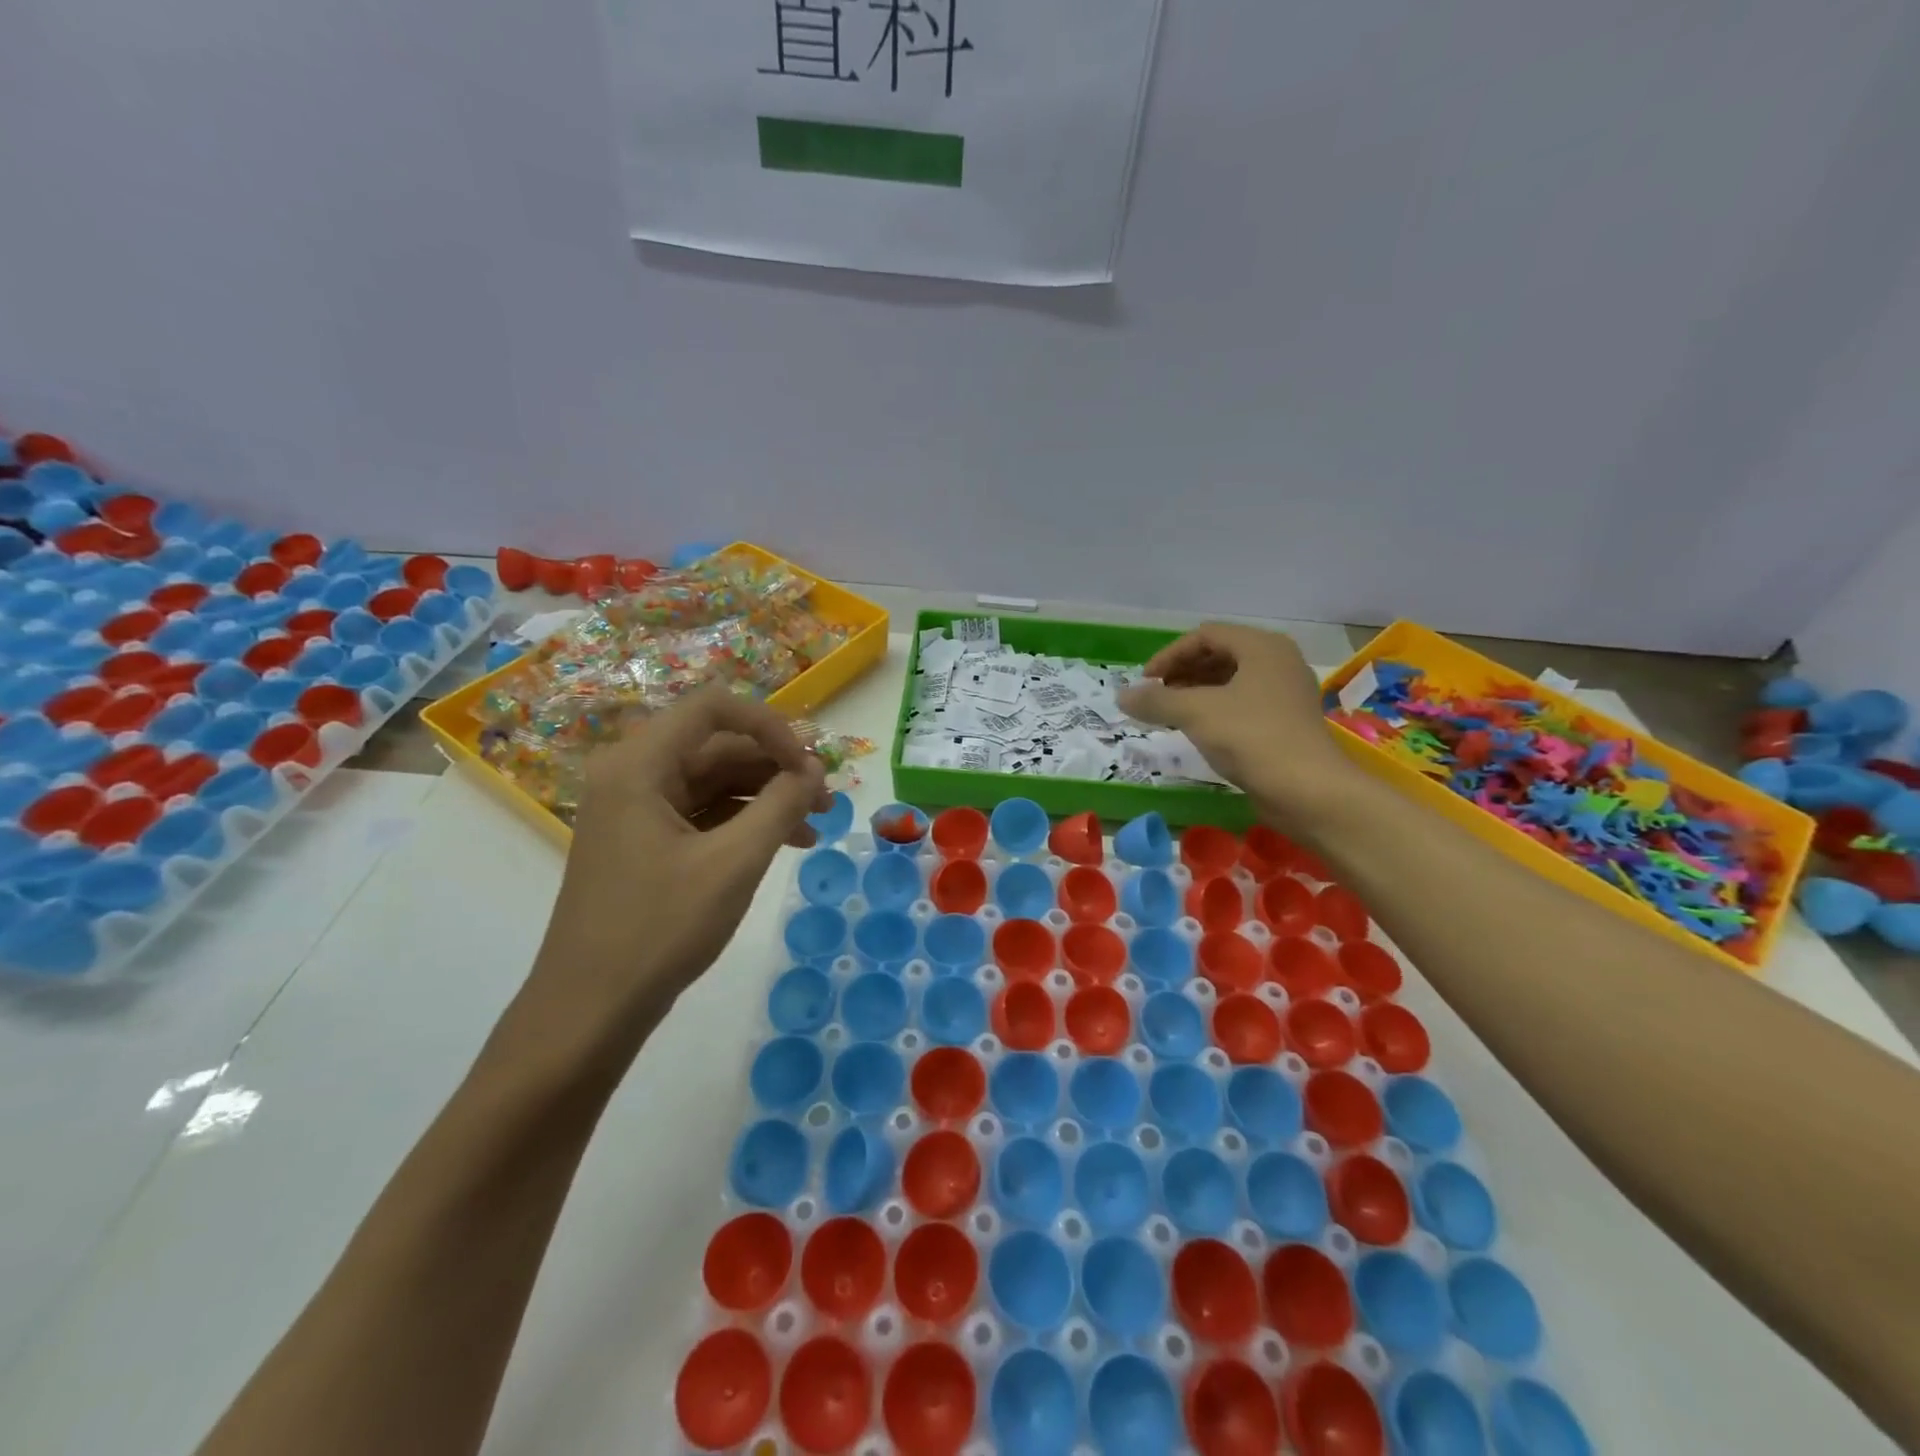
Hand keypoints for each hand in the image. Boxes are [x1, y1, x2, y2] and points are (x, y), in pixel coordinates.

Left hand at [517, 688, 828, 1060]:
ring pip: (713, 781)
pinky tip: (784, 844)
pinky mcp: (643, 841)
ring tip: (815, 825)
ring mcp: (635, 809)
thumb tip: (815, 770)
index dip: (771, 726)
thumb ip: (781, 805)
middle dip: (776, 767)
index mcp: (639, 764)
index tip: (809, 767)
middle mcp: (632, 774)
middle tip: (825, 799)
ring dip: (766, 796)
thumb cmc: (660, 929)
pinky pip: (701, 813)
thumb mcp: (734, 862)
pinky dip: (743, 822)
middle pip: (716, 745)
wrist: (590, 1011)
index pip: (714, 708)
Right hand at [1119, 623, 1358, 823]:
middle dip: (1182, 672)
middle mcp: (1278, 661)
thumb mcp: (1195, 713)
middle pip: (1220, 655)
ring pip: (1232, 680)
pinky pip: (1244, 703)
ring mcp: (1286, 692)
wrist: (1307, 790)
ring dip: (1197, 692)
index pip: (1206, 635)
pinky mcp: (1287, 722)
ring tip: (1171, 713)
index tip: (1145, 683)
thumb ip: (1155, 700)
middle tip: (1156, 696)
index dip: (1169, 655)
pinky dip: (1216, 709)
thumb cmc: (1251, 737)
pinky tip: (1199, 730)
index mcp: (1262, 646)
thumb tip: (1121, 696)